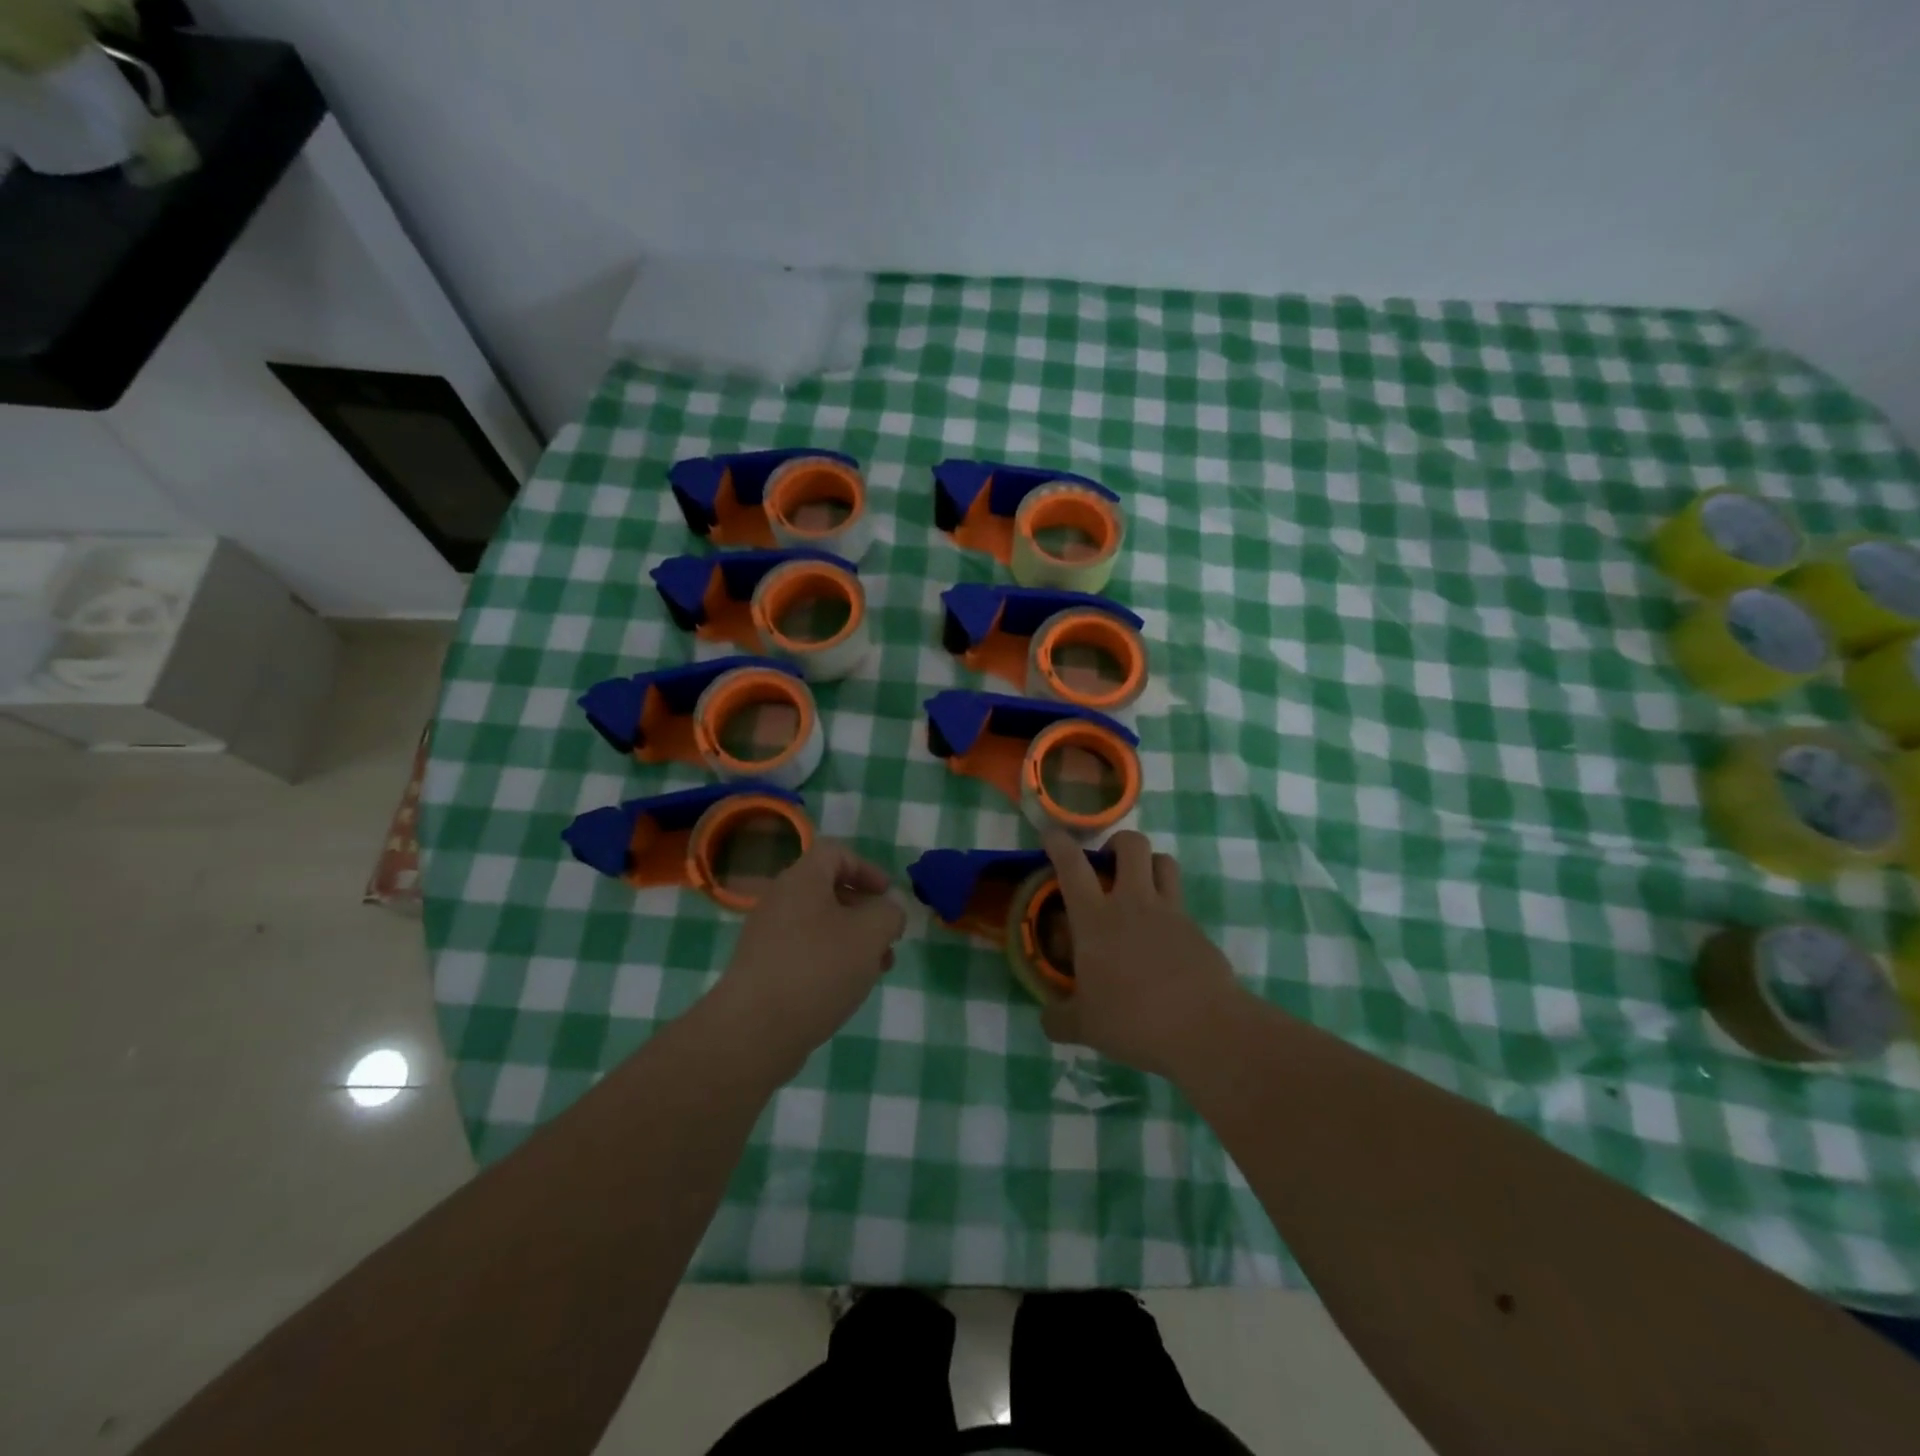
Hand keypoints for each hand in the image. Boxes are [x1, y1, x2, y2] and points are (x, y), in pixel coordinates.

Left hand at [711, 839, 906, 1070]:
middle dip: (865, 911)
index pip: (836, 853)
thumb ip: (889, 913)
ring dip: (852, 940)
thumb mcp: (869, 934)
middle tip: (889, 938)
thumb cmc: (818, 969)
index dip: (867, 868)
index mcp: (802, 880)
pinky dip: (830, 961)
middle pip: (829, 891)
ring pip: (820, 926)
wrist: (754, 1030)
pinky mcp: (763, 970)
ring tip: (878, 969)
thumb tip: (890, 906)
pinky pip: (804, 952)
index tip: (888, 896)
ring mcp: (767, 937)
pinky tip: (847, 989)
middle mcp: (780, 901)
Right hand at [1039, 828, 1242, 1076]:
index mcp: (1096, 919)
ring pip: (1164, 862)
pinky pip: (1181, 904)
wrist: (1204, 1028)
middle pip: (1131, 845)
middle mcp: (1133, 903)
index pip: (1073, 866)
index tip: (1052, 834)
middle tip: (1107, 863)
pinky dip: (1169, 909)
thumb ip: (1060, 1019)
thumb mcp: (1084, 1027)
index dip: (1060, 844)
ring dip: (1149, 864)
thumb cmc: (1133, 1020)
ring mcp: (1170, 913)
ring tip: (1139, 884)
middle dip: (1117, 842)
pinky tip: (1163, 939)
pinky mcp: (1198, 930)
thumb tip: (1048, 1019)